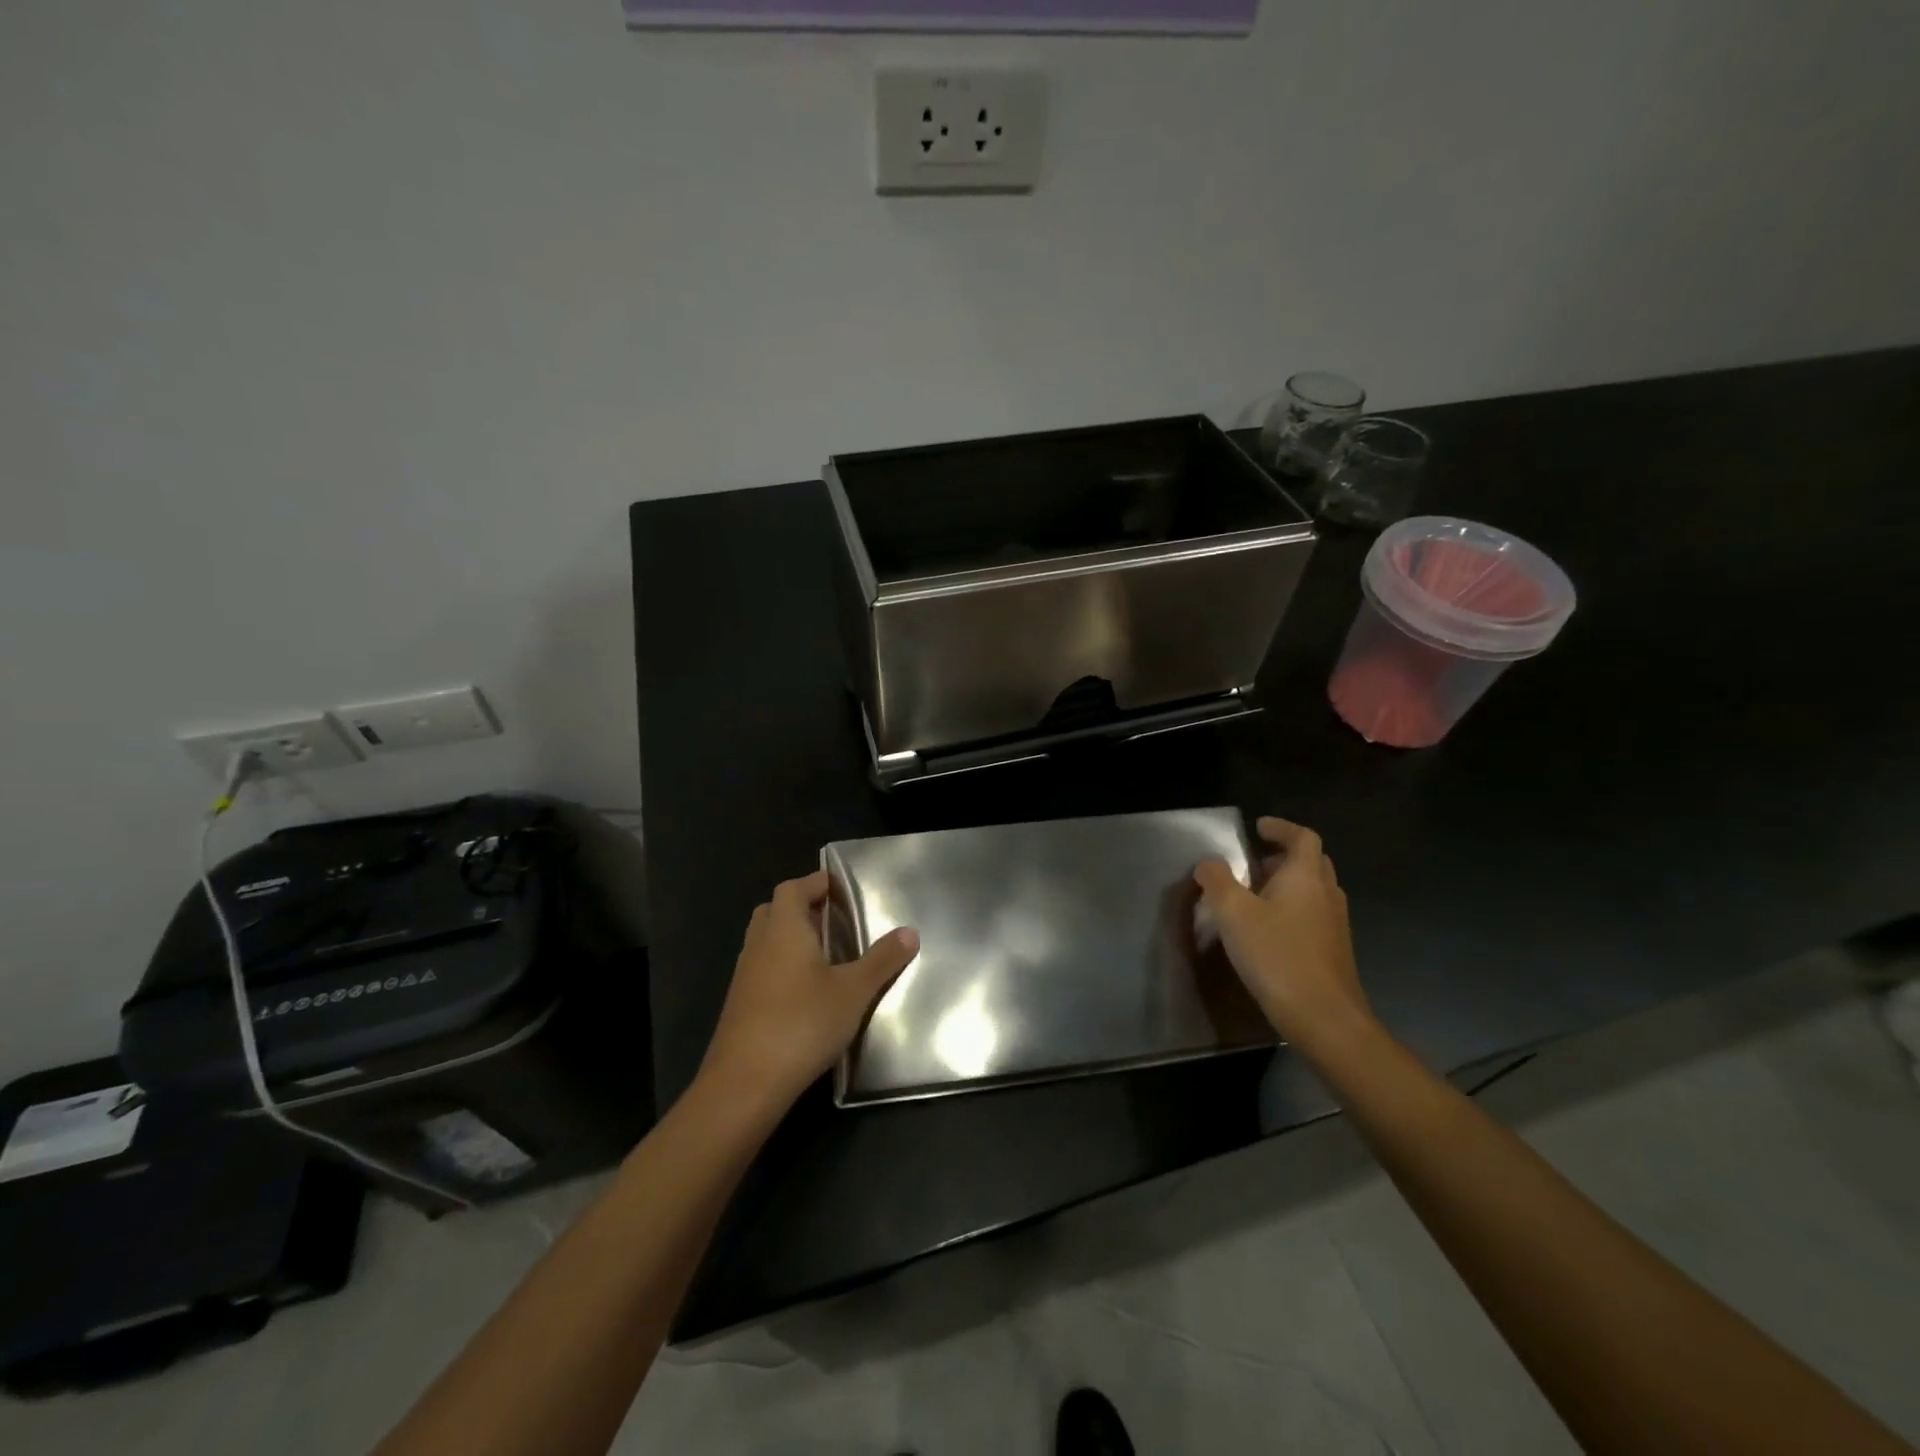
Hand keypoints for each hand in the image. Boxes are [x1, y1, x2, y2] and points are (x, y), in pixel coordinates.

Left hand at [697, 870, 919, 1113]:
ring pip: (766, 941)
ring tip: (826, 954)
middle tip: (834, 920)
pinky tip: (806, 992)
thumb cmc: (802, 1023)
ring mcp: (744, 975)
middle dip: (802, 908)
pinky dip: (782, 966)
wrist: (745, 1084)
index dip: (816, 883)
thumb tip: (910, 932)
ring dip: (791, 938)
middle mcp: (759, 944)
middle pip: (775, 910)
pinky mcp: (739, 1004)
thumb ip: (882, 960)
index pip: (793, 888)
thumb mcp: (854, 991)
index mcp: (784, 929)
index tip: (841, 889)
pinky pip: (762, 968)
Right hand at [1193, 816, 1377, 1057]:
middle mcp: (1326, 894)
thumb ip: (1217, 881)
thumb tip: (1209, 864)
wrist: (1324, 1018)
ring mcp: (1335, 924)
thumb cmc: (1277, 956)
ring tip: (1255, 896)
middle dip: (1284, 856)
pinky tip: (1268, 931)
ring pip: (1314, 890)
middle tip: (1255, 862)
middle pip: (1312, 862)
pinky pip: (1314, 915)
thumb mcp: (1233, 914)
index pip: (1302, 837)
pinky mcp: (1334, 951)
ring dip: (1288, 884)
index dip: (1281, 828)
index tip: (1258, 827)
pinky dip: (1293, 909)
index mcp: (1306, 876)